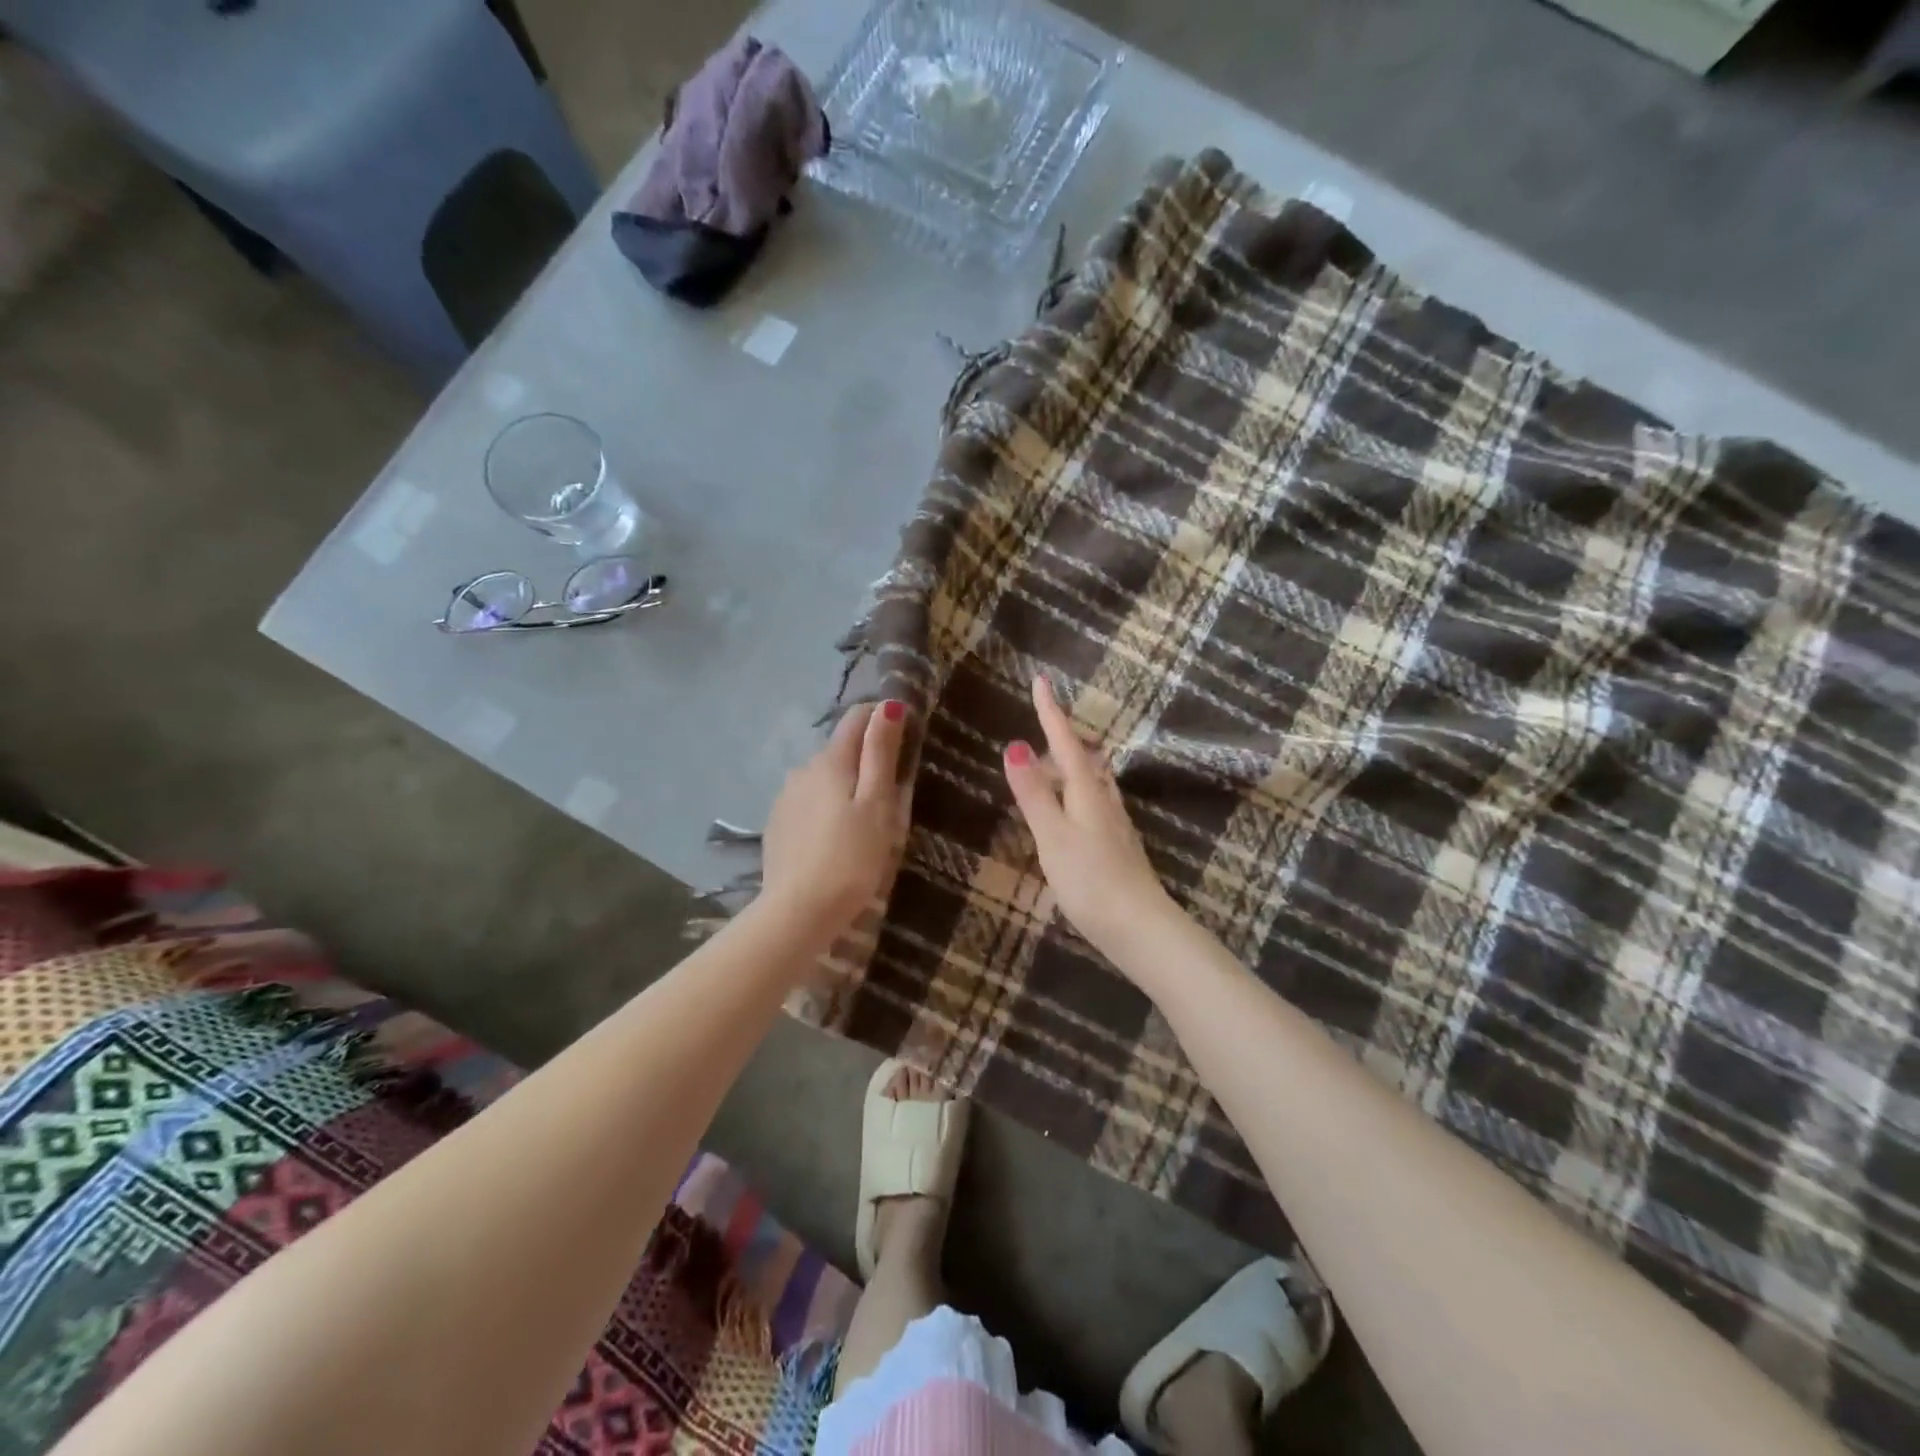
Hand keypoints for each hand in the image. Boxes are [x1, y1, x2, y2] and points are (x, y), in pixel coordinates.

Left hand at [761, 700, 910, 927]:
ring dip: (844, 784)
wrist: (798, 912)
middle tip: (893, 788)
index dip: (881, 717)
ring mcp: (785, 798)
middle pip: (839, 749)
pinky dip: (825, 807)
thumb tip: (888, 705)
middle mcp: (802, 770)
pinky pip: (808, 802)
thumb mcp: (877, 805)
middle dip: (865, 756)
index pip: (856, 718)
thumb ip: (880, 753)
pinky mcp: (777, 825)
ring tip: (865, 816)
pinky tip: (835, 835)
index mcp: (830, 761)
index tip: (905, 733)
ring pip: (822, 777)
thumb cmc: (851, 858)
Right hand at [1002, 675, 1174, 959]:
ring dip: (1071, 765)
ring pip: (1091, 781)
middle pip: (1082, 758)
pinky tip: (1069, 809)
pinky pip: (1093, 803)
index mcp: (1087, 791)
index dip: (1051, 712)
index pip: (1066, 741)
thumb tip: (1015, 746)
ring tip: (1051, 762)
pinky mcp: (1115, 845)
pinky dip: (1075, 792)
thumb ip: (1034, 794)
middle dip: (1063, 737)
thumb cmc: (1091, 880)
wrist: (1139, 927)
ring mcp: (1113, 823)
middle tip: (1042, 721)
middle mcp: (1104, 800)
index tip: (1042, 680)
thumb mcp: (1053, 836)